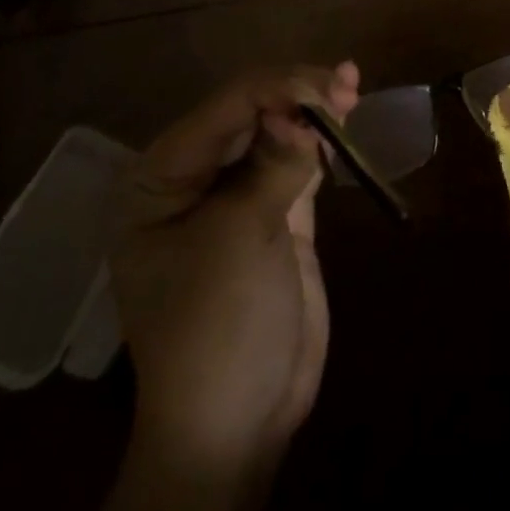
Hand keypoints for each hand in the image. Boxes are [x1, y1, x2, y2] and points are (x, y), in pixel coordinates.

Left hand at [110, 63, 360, 478]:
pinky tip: (345, 114)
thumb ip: (274, 166)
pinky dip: (322, 139)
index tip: (325, 91)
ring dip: (313, 108)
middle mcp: (191, 177)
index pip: (222, 111)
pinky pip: (297, 162)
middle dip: (296, 94)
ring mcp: (235, 195)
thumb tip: (306, 113)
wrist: (236, 424)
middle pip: (249, 113)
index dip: (274, 91)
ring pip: (277, 132)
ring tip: (350, 85)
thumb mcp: (239, 238)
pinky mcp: (274, 213)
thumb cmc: (216, 328)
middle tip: (344, 86)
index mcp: (158, 179)